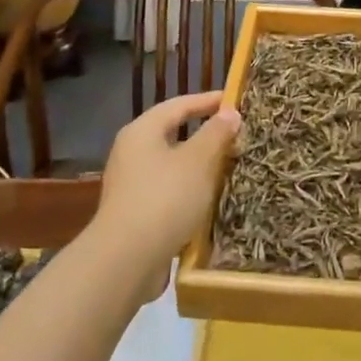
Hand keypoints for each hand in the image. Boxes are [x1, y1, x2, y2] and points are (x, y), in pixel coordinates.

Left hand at [93, 91, 240, 270]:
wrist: (125, 260)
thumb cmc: (164, 199)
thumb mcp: (198, 161)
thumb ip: (216, 134)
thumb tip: (229, 112)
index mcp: (142, 131)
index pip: (178, 105)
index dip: (207, 100)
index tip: (234, 100)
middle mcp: (131, 152)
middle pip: (172, 133)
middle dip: (205, 134)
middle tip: (235, 134)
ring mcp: (130, 184)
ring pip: (171, 164)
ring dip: (198, 164)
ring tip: (228, 166)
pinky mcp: (135, 212)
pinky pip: (168, 190)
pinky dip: (189, 189)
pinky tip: (209, 199)